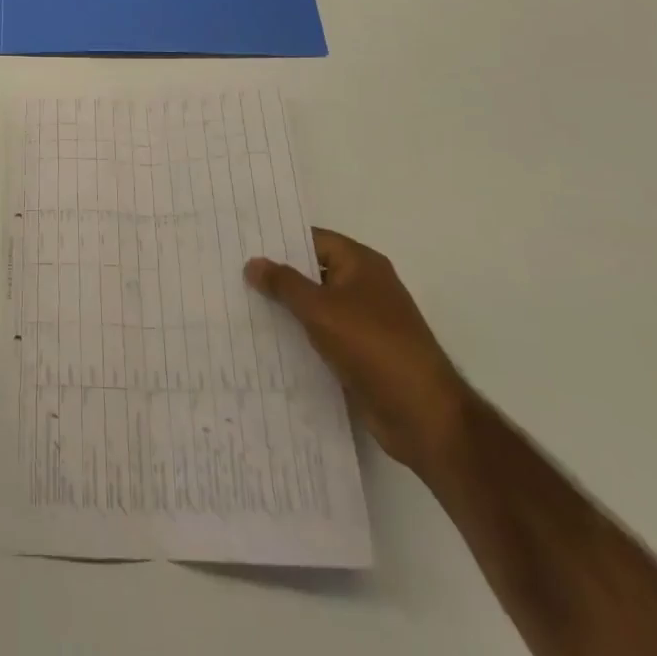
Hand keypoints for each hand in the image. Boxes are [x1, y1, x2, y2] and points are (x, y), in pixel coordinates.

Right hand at [245, 229, 472, 476]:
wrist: (422, 415)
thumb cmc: (372, 347)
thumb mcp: (320, 309)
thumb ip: (284, 283)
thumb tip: (252, 262)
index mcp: (362, 264)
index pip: (314, 239)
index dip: (280, 241)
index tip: (243, 243)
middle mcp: (366, 286)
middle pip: (314, 272)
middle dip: (279, 275)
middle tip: (234, 273)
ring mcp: (366, 322)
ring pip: (317, 306)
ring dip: (287, 308)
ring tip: (242, 304)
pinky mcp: (362, 354)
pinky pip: (323, 335)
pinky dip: (300, 336)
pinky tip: (268, 340)